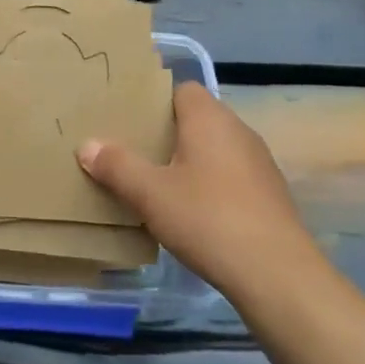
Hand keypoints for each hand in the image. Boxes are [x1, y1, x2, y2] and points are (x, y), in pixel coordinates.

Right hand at [76, 82, 324, 302]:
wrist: (277, 274)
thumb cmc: (207, 219)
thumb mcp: (150, 193)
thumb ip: (117, 166)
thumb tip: (87, 145)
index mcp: (209, 118)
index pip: (181, 90)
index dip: (155, 102)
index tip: (129, 121)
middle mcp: (238, 130)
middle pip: (197, 119)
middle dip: (167, 134)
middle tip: (134, 153)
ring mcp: (259, 163)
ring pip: (214, 149)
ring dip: (189, 162)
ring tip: (158, 185)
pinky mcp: (269, 194)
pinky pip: (230, 176)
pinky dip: (210, 185)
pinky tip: (193, 214)